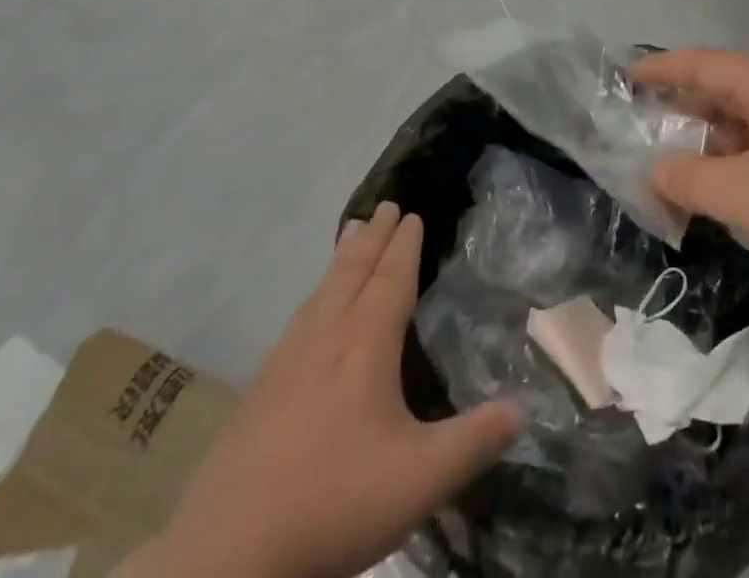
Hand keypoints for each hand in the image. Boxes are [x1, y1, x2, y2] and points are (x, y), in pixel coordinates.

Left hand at [131, 204, 522, 577]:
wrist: (227, 555)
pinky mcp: (258, 391)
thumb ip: (474, 442)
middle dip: (373, 238)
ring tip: (351, 236)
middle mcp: (326, 337)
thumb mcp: (421, 479)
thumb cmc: (334, 502)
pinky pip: (298, 320)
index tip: (412, 214)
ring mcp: (286, 362)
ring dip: (343, 259)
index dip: (404, 245)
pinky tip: (310, 314)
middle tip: (385, 206)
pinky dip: (316, 296)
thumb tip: (521, 410)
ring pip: (322, 292)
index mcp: (365, 344)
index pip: (390, 279)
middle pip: (352, 272)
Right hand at [637, 50, 748, 299]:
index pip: (700, 64)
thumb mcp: (740, 195)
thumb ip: (686, 180)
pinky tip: (729, 193)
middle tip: (645, 134)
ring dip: (712, 144)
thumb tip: (656, 171)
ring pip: (748, 122)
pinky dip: (741, 162)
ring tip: (680, 172)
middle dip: (683, 114)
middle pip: (723, 91)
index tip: (626, 77)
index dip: (660, 69)